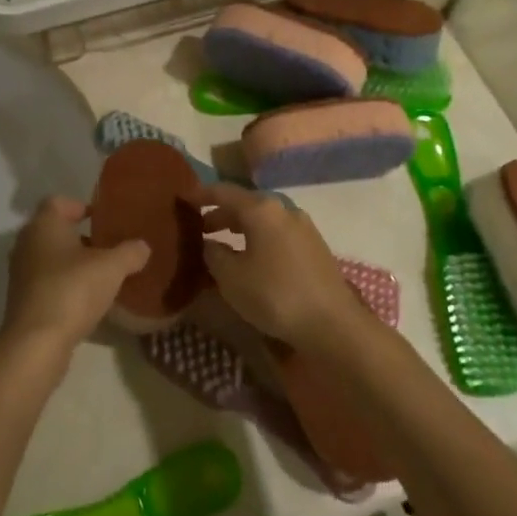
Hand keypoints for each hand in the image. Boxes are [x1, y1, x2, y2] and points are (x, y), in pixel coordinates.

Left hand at [0, 197, 150, 356]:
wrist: (36, 342)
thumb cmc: (72, 290)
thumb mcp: (111, 267)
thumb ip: (130, 252)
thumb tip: (142, 246)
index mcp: (44, 224)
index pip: (58, 202)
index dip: (80, 206)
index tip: (101, 218)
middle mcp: (26, 243)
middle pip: (54, 230)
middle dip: (79, 237)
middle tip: (107, 247)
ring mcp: (21, 273)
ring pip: (49, 258)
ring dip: (72, 263)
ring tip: (101, 275)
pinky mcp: (22, 300)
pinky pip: (46, 282)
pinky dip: (64, 284)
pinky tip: (86, 299)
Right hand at [199, 183, 358, 352]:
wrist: (333, 323)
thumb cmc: (275, 295)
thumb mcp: (232, 278)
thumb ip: (214, 254)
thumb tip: (209, 243)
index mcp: (261, 209)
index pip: (223, 191)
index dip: (201, 195)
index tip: (183, 200)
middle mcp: (283, 209)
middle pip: (245, 204)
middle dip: (220, 215)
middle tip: (199, 230)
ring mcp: (303, 227)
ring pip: (263, 220)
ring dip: (240, 229)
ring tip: (222, 246)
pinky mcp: (314, 246)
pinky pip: (277, 234)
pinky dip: (258, 239)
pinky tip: (251, 259)